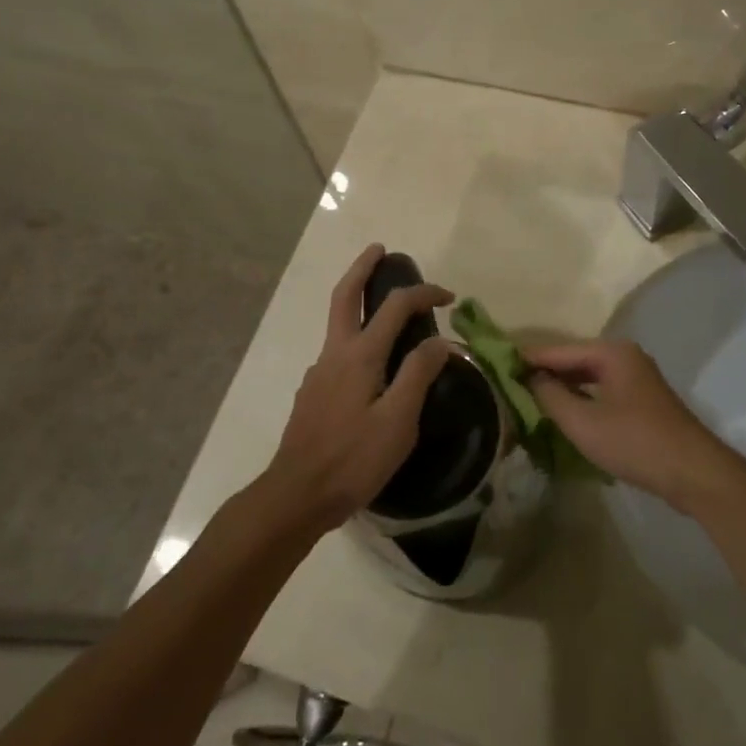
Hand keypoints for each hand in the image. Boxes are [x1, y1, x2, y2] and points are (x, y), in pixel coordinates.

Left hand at [262, 245, 451, 533]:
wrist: (296, 496)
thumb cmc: (353, 459)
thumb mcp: (398, 420)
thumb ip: (418, 374)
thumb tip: (440, 342)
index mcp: (359, 355)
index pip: (395, 306)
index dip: (424, 294)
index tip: (448, 298)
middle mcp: (334, 353)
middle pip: (345, 296)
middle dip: (362, 267)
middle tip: (380, 250)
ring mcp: (318, 372)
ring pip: (339, 324)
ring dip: (358, 303)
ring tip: (386, 313)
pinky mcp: (313, 393)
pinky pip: (338, 353)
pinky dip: (356, 339)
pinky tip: (371, 368)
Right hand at [525, 339, 745, 514]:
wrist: (694, 472)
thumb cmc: (635, 442)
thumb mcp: (583, 422)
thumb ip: (551, 396)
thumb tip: (529, 378)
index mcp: (611, 352)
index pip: (557, 350)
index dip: (527, 359)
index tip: (496, 365)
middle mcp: (624, 356)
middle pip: (573, 359)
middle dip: (543, 372)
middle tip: (508, 384)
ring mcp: (636, 378)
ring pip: (588, 376)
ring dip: (561, 387)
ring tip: (527, 398)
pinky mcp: (642, 400)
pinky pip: (601, 390)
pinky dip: (580, 397)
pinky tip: (562, 412)